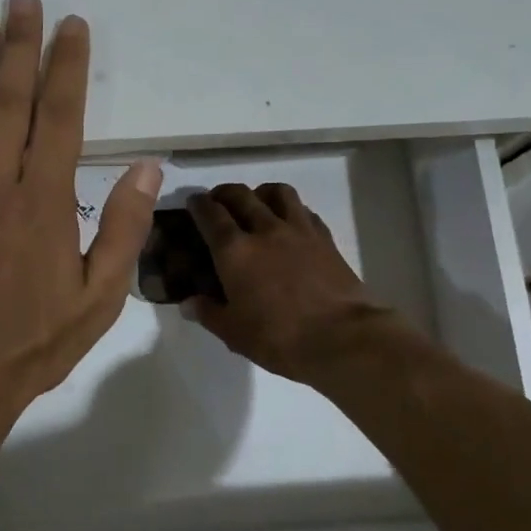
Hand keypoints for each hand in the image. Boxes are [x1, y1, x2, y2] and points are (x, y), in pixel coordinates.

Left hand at [0, 0, 161, 410]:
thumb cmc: (32, 340)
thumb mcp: (100, 296)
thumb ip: (124, 228)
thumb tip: (148, 166)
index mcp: (43, 200)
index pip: (59, 115)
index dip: (66, 66)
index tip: (71, 26)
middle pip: (8, 99)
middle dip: (19, 45)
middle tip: (24, 1)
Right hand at [185, 183, 399, 385]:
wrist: (342, 338)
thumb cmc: (279, 338)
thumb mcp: (234, 333)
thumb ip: (209, 313)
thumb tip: (189, 303)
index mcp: (234, 251)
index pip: (210, 214)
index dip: (198, 204)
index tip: (194, 202)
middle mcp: (264, 229)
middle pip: (241, 195)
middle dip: (225, 193)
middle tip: (219, 202)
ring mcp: (298, 230)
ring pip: (277, 192)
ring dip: (261, 192)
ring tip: (257, 203)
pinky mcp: (324, 237)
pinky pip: (304, 210)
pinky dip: (291, 209)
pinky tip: (290, 224)